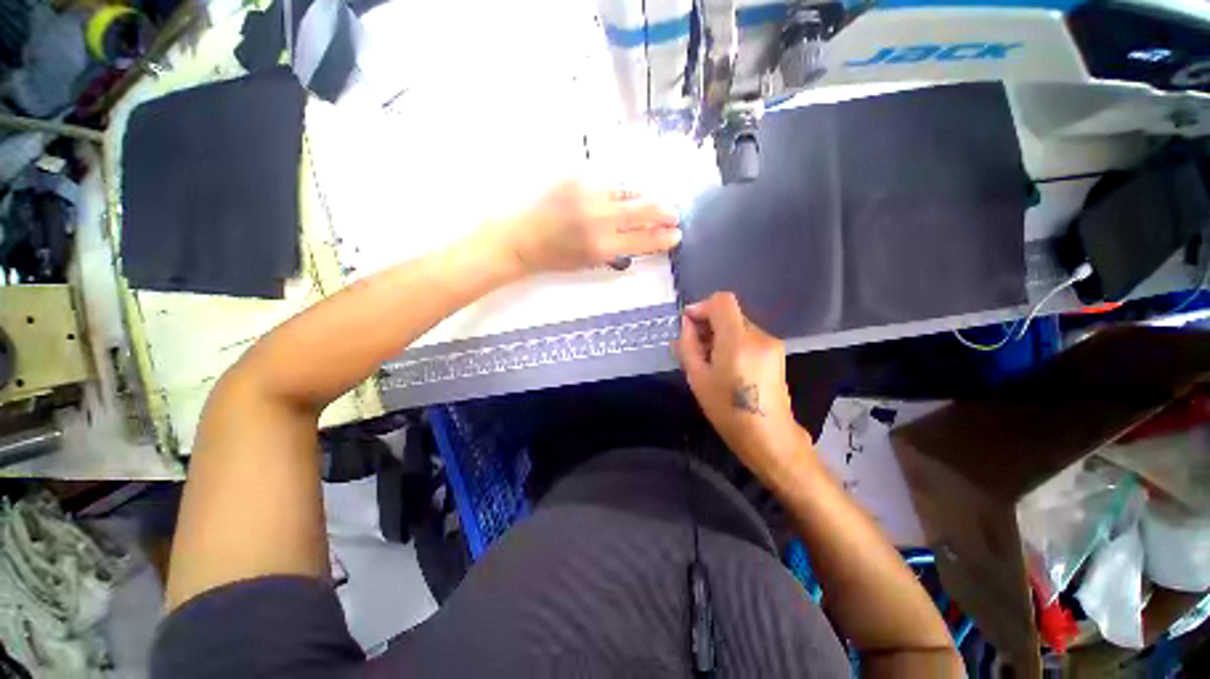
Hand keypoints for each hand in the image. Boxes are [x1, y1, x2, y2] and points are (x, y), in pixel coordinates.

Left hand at [488, 180, 680, 274]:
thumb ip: (616, 251)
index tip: (676, 235)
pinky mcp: (577, 173)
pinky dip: (622, 186)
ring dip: (646, 195)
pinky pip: (610, 177)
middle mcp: (600, 217)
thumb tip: (640, 238)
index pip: (645, 240)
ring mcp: (589, 191)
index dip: (664, 238)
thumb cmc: (552, 256)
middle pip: (645, 209)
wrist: (518, 236)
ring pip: (630, 188)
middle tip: (674, 213)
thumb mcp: (587, 263)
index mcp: (602, 246)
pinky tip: (625, 190)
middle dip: (665, 211)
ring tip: (653, 200)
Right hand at [674, 292, 809, 477]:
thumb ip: (688, 345)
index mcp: (738, 340)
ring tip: (709, 360)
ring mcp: (771, 344)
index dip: (702, 307)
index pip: (722, 301)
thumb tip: (687, 325)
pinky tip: (726, 365)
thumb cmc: (728, 410)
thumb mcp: (698, 378)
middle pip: (730, 313)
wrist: (769, 437)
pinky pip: (748, 337)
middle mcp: (759, 335)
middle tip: (694, 347)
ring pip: (738, 325)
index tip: (688, 325)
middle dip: (709, 323)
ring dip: (720, 334)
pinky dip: (733, 342)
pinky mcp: (776, 353)